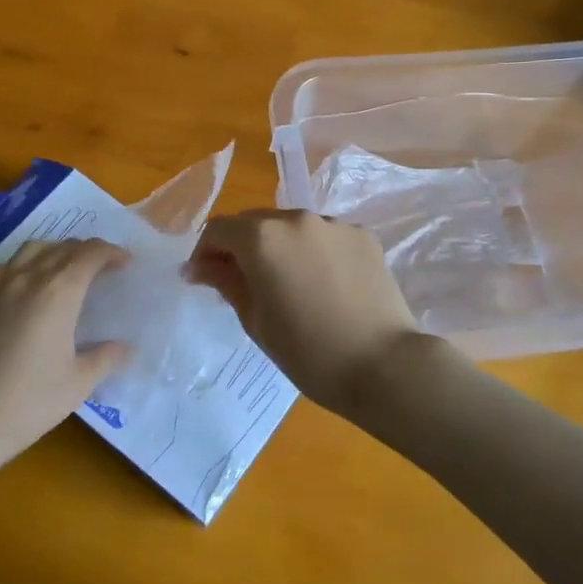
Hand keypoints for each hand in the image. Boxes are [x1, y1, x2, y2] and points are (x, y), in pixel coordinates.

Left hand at [0, 239, 127, 468]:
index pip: (90, 254)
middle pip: (62, 247)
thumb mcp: (78, 383)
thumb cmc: (29, 402)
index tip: (124, 263)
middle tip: (100, 269)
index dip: (110, 252)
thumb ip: (105, 358)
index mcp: (59, 292)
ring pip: (31, 249)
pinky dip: (18, 267)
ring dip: (54, 252)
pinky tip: (19, 287)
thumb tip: (126, 348)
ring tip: (63, 270)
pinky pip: (0, 267)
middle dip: (86, 252)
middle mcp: (28, 277)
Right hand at [186, 210, 423, 417]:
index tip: (201, 278)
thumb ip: (225, 282)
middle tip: (239, 281)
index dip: (204, 252)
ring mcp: (333, 224)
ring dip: (278, 246)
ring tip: (285, 282)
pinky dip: (311, 251)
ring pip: (291, 226)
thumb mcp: (255, 320)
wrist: (383, 365)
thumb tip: (199, 266)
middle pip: (255, 222)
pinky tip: (321, 283)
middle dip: (240, 246)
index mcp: (262, 237)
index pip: (219, 229)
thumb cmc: (307, 351)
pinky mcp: (361, 235)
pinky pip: (323, 236)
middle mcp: (296, 218)